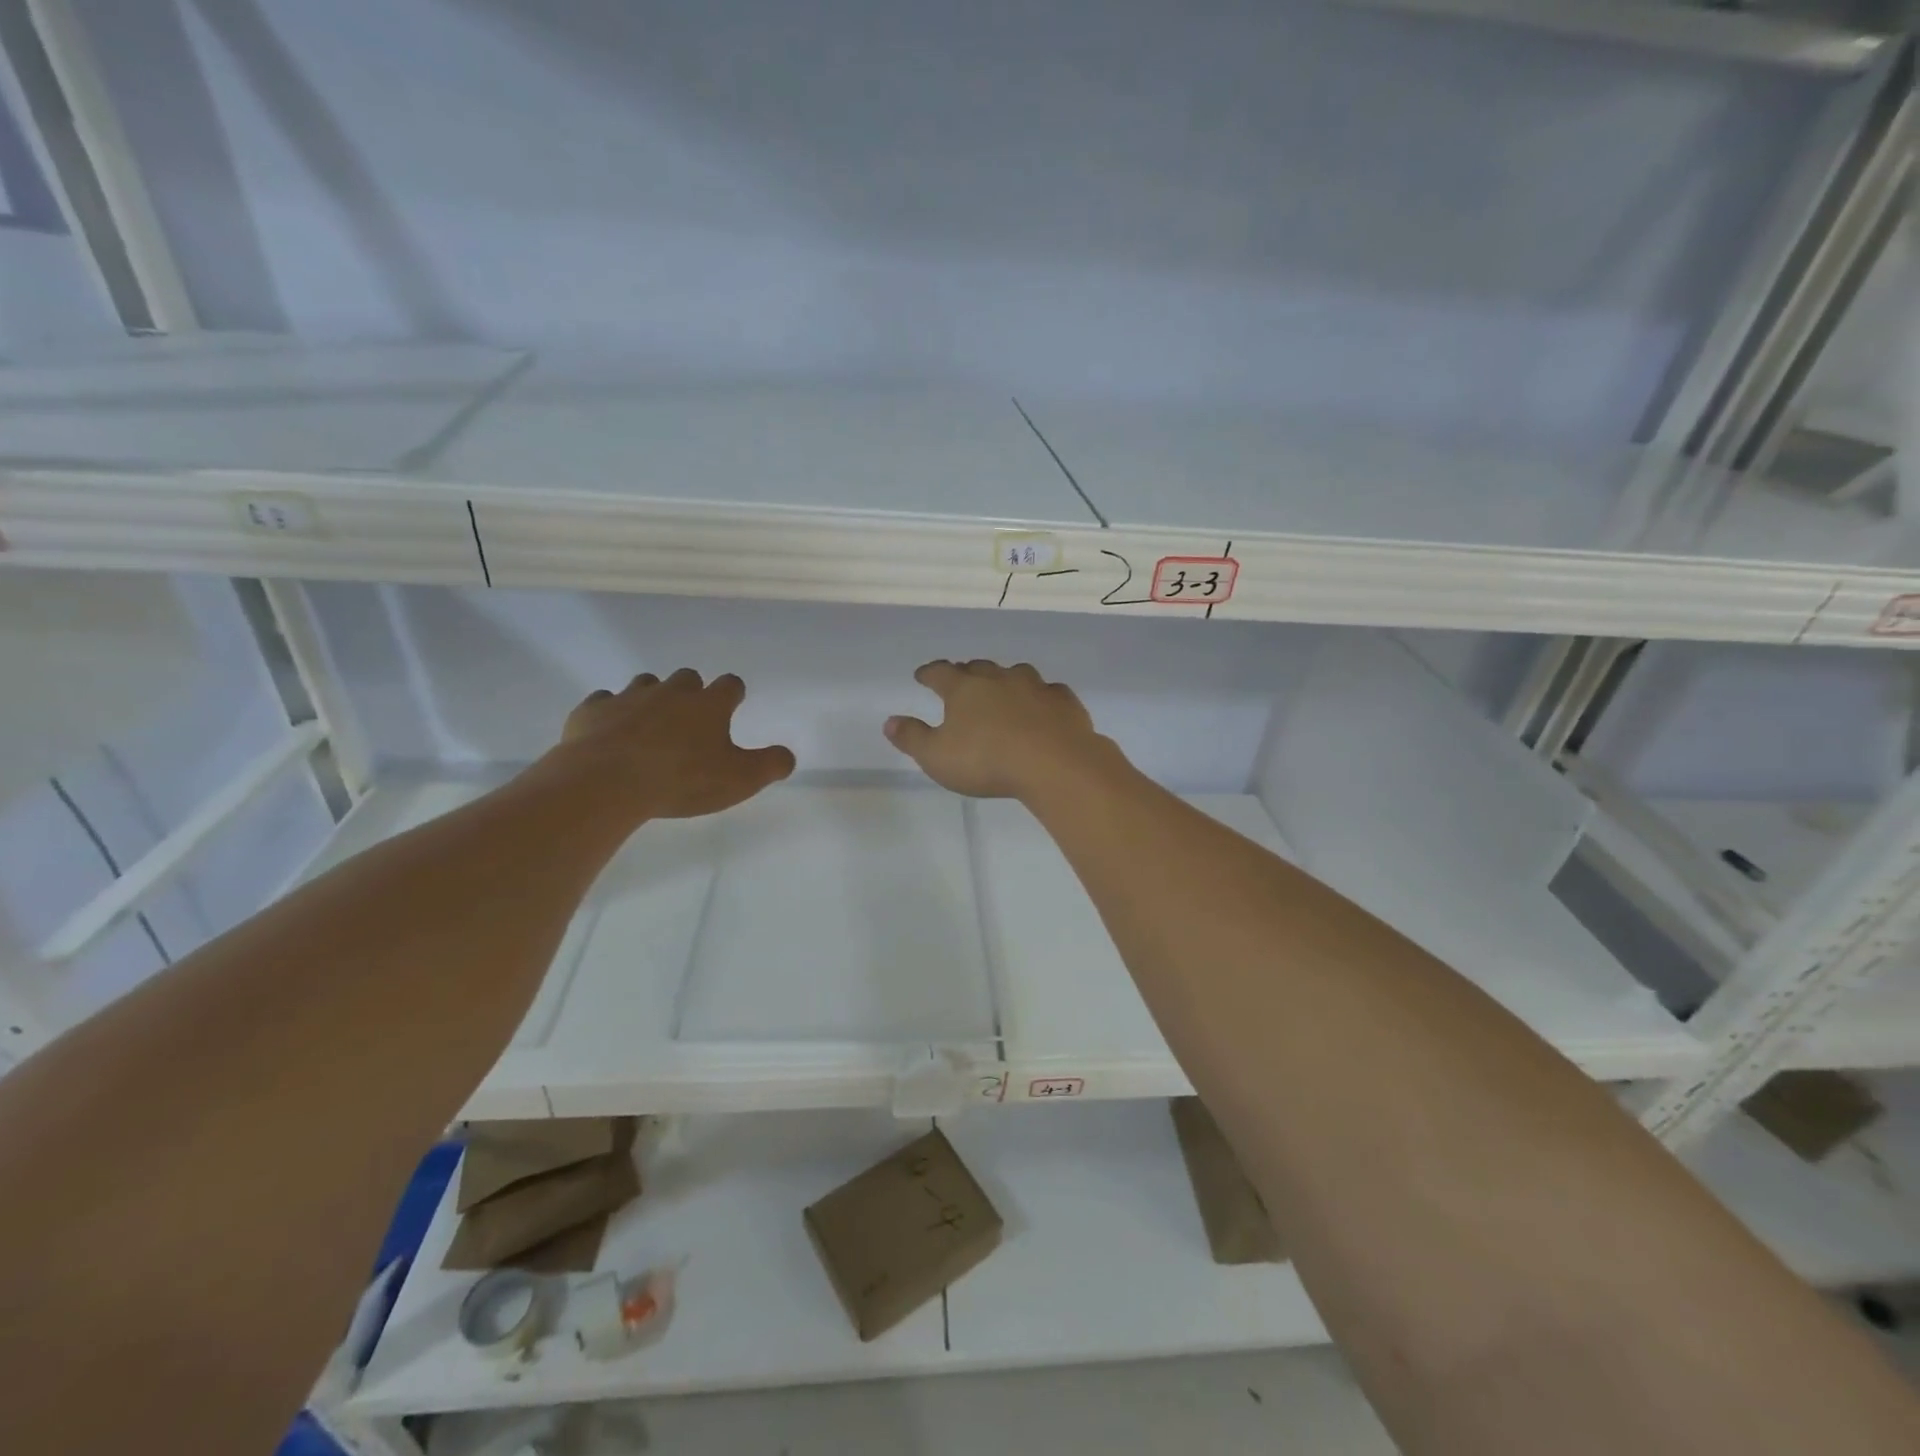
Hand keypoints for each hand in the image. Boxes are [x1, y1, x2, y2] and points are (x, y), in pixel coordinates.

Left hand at [548, 669, 794, 821]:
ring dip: (652, 698)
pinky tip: (610, 732)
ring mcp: (629, 697)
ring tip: (650, 724)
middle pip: (688, 677)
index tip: (733, 705)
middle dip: (691, 692)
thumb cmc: (682, 779)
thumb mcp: (740, 780)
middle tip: (691, 720)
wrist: (607, 781)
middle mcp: (671, 691)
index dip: (734, 694)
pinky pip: (604, 702)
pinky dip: (610, 713)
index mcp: (709, 704)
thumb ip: (770, 765)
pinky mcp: (592, 710)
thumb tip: (788, 756)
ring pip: (645, 684)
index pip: (730, 685)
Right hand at [883, 660, 1118, 799]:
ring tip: (1003, 690)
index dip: (929, 673)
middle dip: (967, 673)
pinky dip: (1041, 697)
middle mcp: (999, 679)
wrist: (1054, 763)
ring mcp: (1035, 687)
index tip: (922, 675)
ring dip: (1006, 680)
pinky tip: (1043, 707)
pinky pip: (1050, 692)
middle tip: (962, 680)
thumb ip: (912, 738)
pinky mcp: (1064, 702)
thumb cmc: (987, 761)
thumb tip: (889, 722)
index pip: (940, 673)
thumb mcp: (937, 757)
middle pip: (978, 668)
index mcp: (964, 689)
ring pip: (1016, 674)